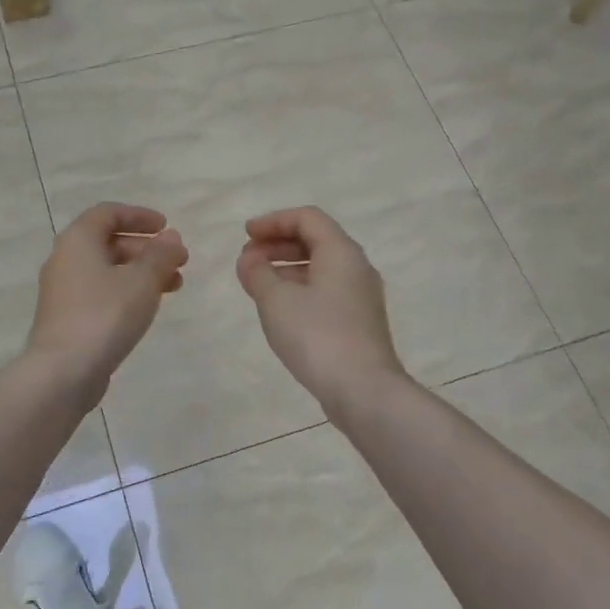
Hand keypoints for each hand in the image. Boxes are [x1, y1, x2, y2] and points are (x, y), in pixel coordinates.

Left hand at [27, 203, 187, 392]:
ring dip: (141, 272)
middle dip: (146, 248)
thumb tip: (171, 238)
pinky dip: (126, 292)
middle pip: (109, 242)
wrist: (63, 371)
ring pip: (107, 270)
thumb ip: (160, 255)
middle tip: (178, 261)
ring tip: (174, 286)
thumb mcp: (142, 280)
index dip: (139, 216)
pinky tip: (147, 308)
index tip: (166, 227)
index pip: (108, 213)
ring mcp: (63, 291)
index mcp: (78, 240)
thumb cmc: (104, 315)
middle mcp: (65, 259)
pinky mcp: (67, 318)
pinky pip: (101, 293)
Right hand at [235, 207, 407, 410]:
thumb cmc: (317, 335)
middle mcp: (356, 267)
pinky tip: (279, 309)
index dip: (273, 221)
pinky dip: (299, 288)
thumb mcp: (276, 300)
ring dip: (286, 268)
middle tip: (247, 258)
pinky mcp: (358, 322)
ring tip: (256, 283)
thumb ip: (258, 273)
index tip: (245, 235)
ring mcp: (360, 297)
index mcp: (341, 252)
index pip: (307, 218)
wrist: (363, 390)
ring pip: (320, 268)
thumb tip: (250, 259)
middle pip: (315, 240)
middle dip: (278, 244)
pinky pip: (325, 291)